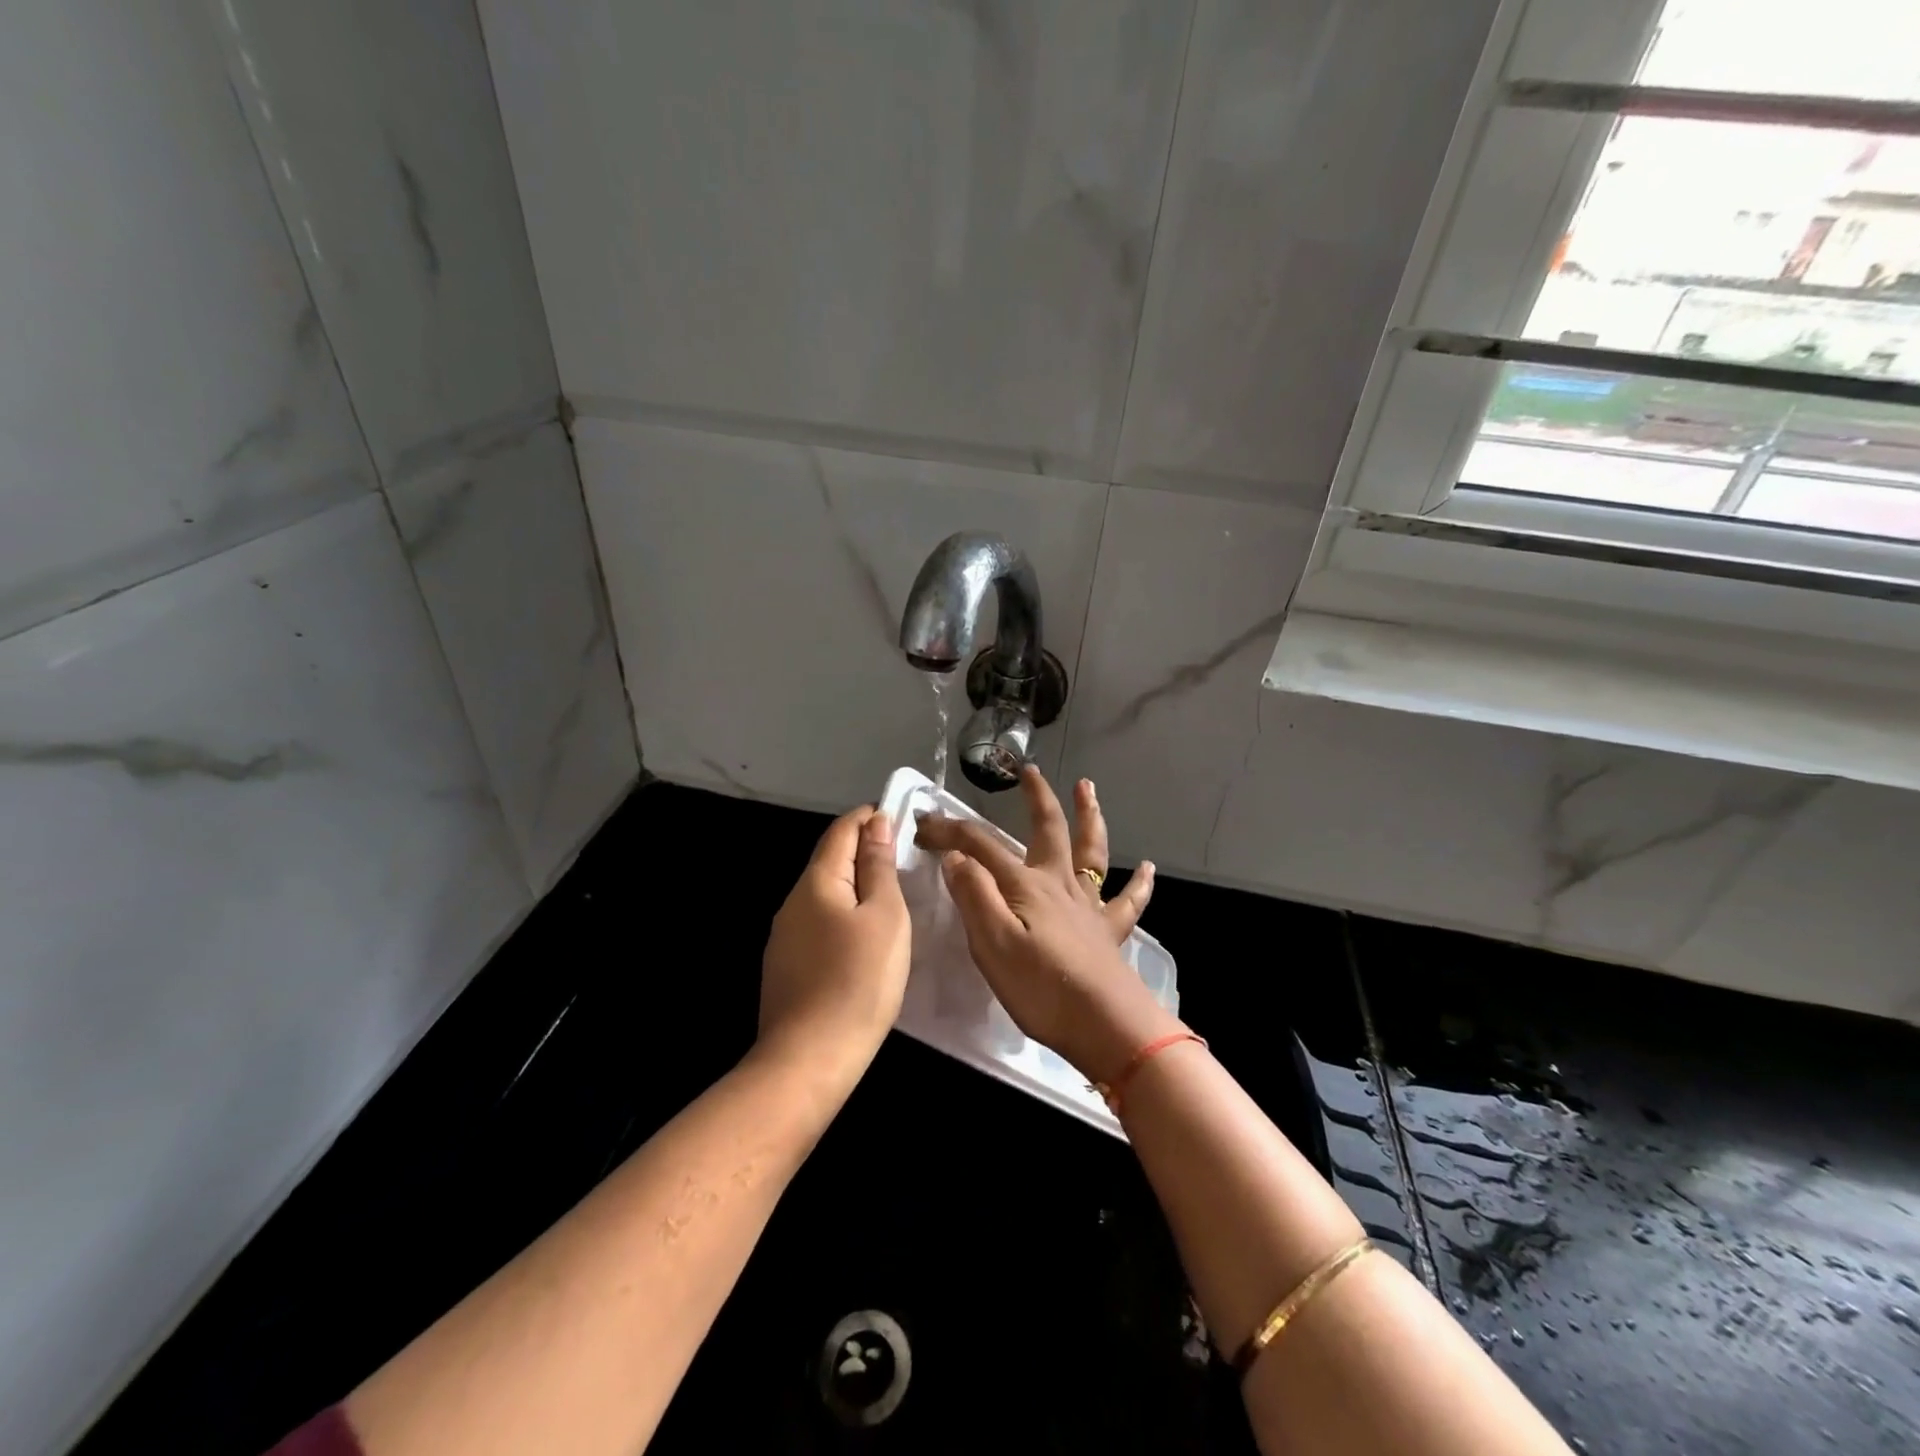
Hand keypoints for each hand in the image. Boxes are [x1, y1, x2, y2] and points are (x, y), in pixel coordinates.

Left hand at [758, 807, 910, 1083]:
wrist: (808, 1060)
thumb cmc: (858, 980)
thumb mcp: (885, 917)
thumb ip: (879, 867)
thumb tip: (876, 824)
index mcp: (816, 882)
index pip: (841, 830)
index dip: (868, 817)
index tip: (899, 817)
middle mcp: (792, 902)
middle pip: (829, 861)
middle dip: (863, 851)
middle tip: (904, 858)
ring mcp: (784, 937)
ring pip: (824, 895)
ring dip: (854, 886)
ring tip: (890, 896)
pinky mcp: (785, 967)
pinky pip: (819, 925)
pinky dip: (843, 916)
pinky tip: (863, 938)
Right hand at [914, 768, 1177, 1082]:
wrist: (1106, 1026)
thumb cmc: (1042, 988)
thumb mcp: (992, 944)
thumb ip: (974, 896)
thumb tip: (956, 857)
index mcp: (1025, 885)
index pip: (980, 845)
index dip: (950, 831)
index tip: (922, 826)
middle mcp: (1059, 883)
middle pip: (1048, 828)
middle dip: (1035, 797)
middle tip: (1028, 770)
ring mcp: (1089, 905)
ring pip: (1091, 850)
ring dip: (1090, 816)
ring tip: (1088, 788)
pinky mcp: (1109, 931)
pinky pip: (1127, 900)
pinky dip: (1138, 883)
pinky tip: (1147, 868)